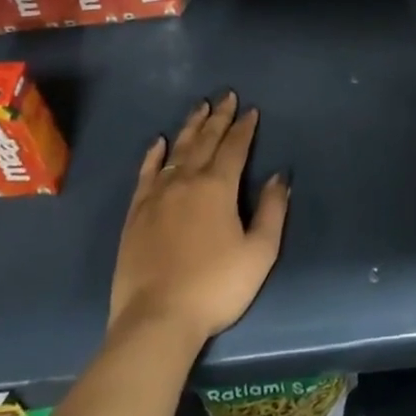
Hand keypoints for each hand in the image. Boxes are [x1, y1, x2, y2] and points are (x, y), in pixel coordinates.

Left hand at [109, 93, 288, 347]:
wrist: (157, 319)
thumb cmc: (215, 287)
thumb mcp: (259, 253)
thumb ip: (272, 211)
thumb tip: (279, 177)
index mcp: (218, 187)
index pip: (235, 147)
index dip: (244, 128)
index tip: (251, 110)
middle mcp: (187, 181)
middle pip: (205, 140)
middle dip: (219, 117)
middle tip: (226, 96)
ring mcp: (158, 195)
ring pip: (177, 150)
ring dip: (191, 126)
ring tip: (200, 107)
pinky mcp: (136, 212)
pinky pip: (146, 173)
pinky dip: (154, 154)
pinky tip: (159, 142)